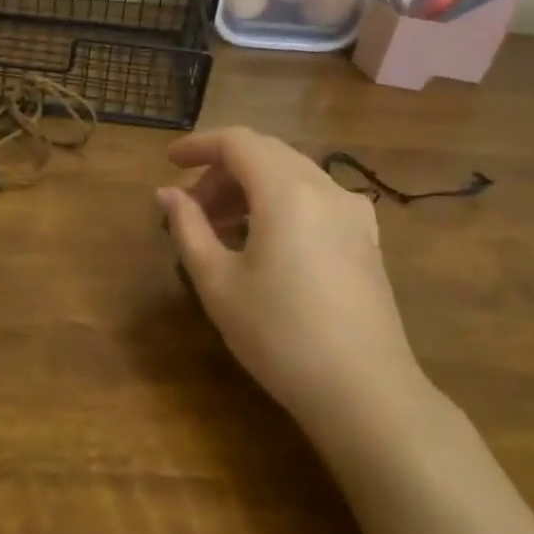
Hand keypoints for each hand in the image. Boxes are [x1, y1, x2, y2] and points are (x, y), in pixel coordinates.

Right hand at [158, 127, 425, 433]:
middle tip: (189, 206)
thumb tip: (167, 194)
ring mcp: (353, 212)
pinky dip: (280, 204)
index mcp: (287, 191)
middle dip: (222, 171)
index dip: (200, 145)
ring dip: (250, 188)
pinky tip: (264, 241)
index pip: (239, 142)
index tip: (169, 162)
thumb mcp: (218, 283)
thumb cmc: (280, 335)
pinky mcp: (365, 238)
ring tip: (218, 229)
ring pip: (292, 175)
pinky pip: (315, 199)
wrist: (364, 391)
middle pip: (266, 154)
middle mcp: (326, 188)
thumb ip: (188, 228)